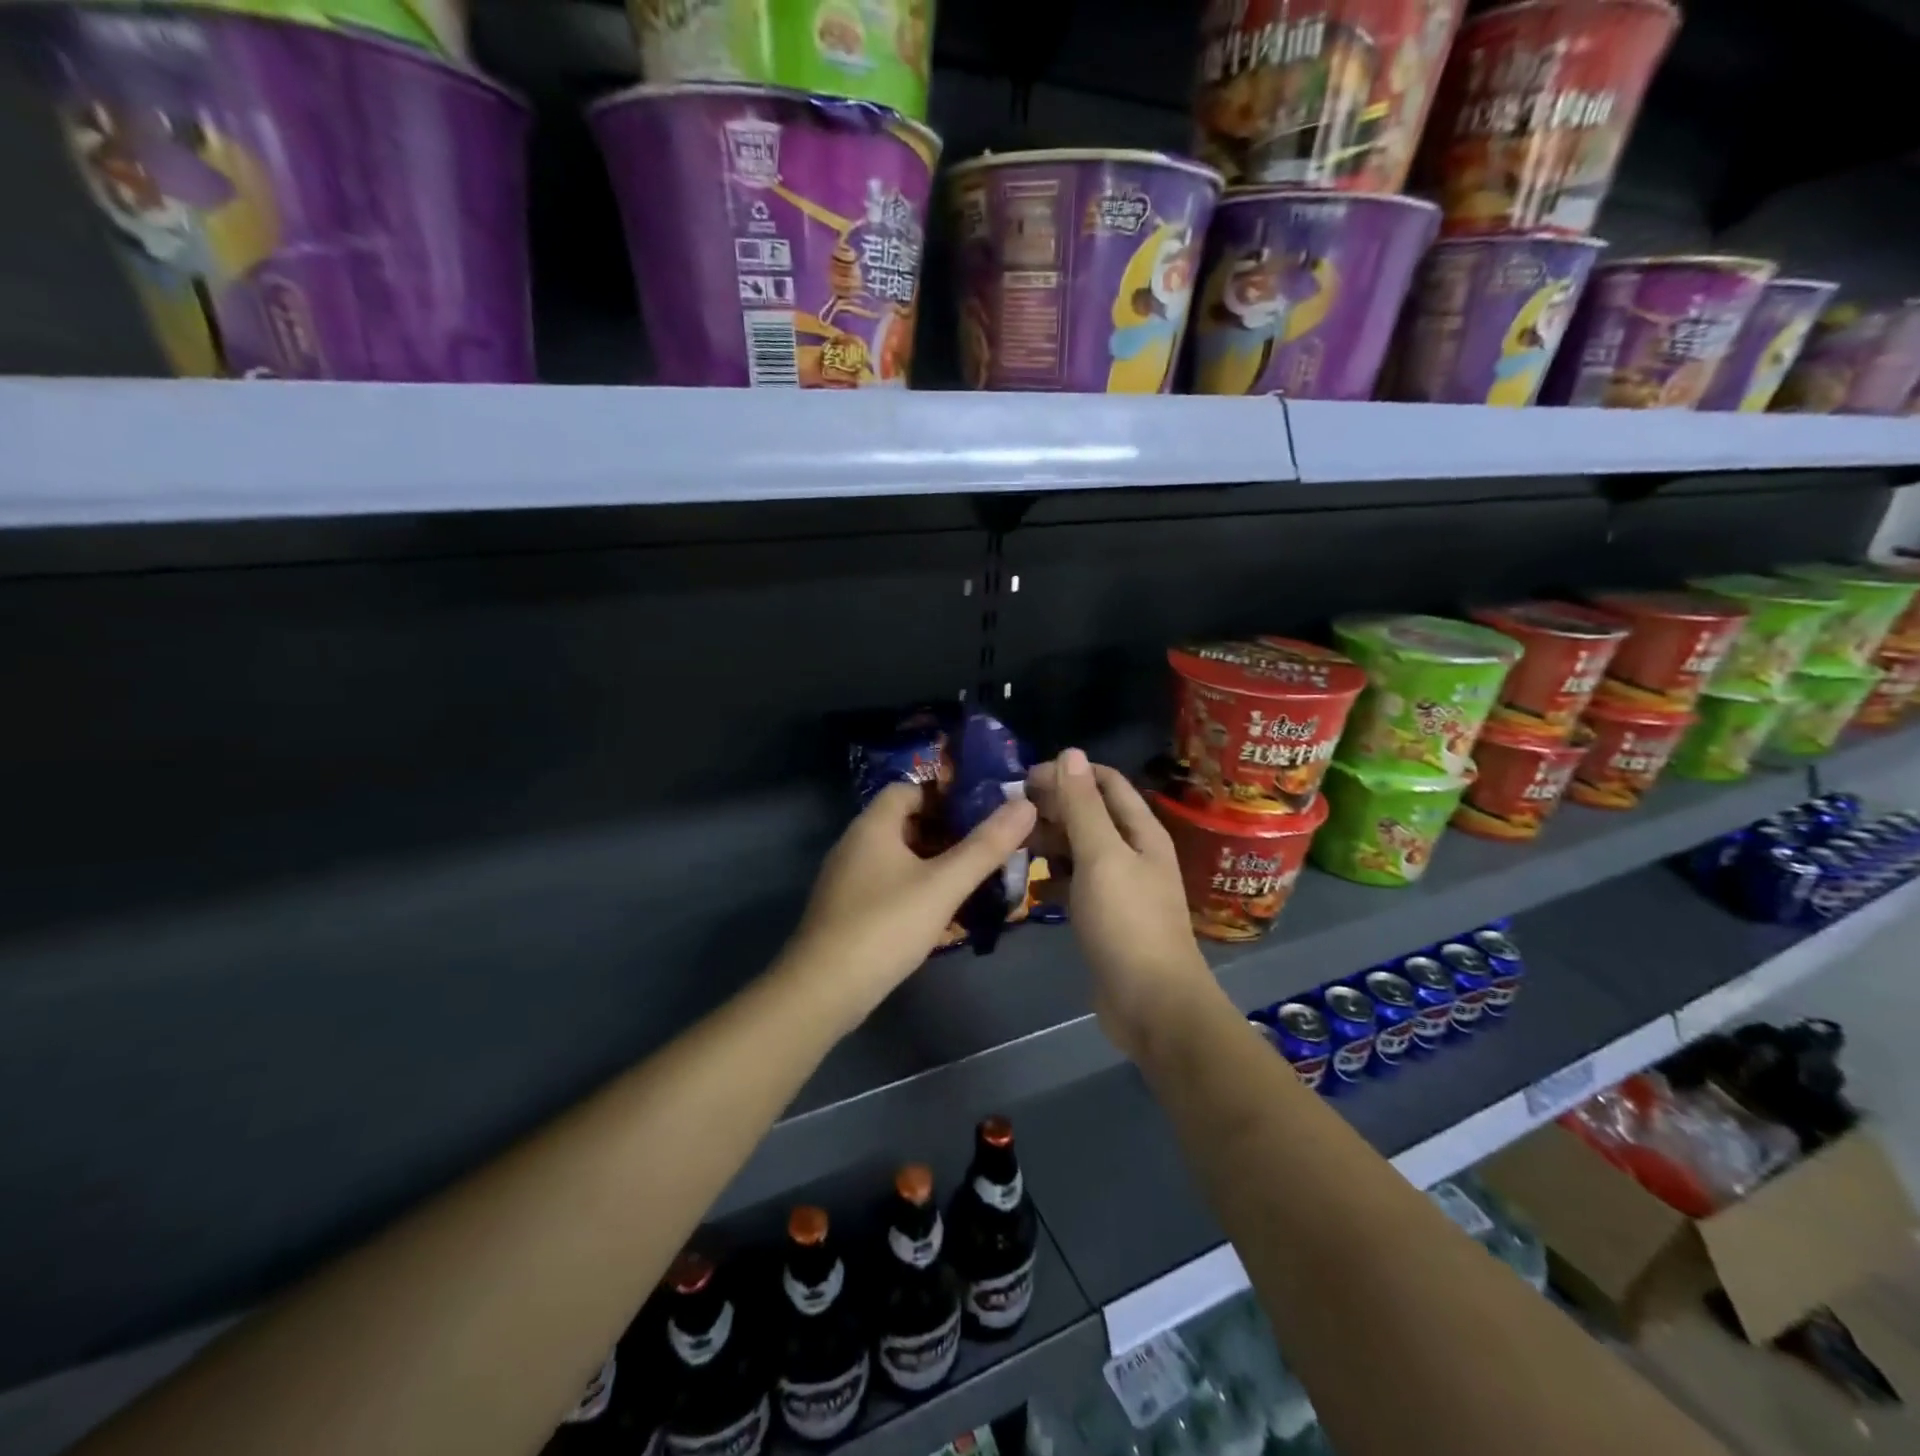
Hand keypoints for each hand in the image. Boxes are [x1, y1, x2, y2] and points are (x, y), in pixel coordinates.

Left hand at [782, 781, 1036, 1034]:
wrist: (823, 990)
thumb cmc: (885, 926)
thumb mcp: (943, 885)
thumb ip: (985, 846)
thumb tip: (1025, 804)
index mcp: (873, 826)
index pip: (909, 789)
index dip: (945, 795)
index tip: (981, 811)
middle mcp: (855, 843)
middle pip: (905, 822)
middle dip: (946, 831)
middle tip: (985, 846)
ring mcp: (848, 878)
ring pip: (898, 856)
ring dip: (933, 862)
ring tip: (972, 878)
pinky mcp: (847, 909)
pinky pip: (887, 883)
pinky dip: (915, 887)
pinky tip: (939, 911)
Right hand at [1026, 749, 1214, 1059]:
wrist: (1152, 1004)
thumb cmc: (1127, 922)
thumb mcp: (1102, 856)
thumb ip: (1083, 806)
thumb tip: (1070, 753)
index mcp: (1141, 832)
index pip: (1106, 783)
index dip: (1069, 773)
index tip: (1025, 778)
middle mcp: (1133, 853)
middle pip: (1092, 815)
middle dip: (1054, 807)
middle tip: (1010, 812)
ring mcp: (1120, 887)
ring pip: (1081, 850)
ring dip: (1051, 843)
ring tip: (1012, 843)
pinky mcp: (1106, 917)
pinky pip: (1076, 885)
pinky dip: (1054, 879)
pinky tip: (1029, 884)